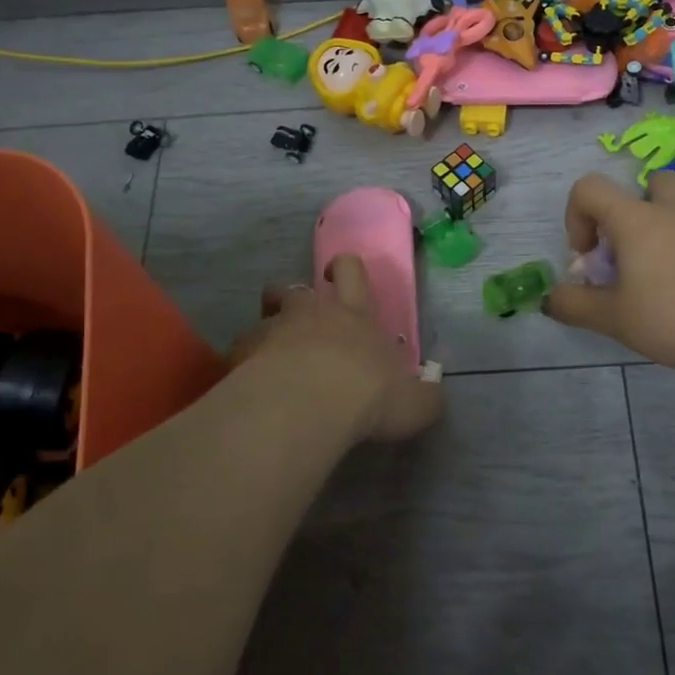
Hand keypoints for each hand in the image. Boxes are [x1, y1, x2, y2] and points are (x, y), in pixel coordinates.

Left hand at [231, 254, 442, 443]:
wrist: (308, 406)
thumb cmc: (368, 397)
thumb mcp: (414, 404)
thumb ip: (425, 396)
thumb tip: (433, 393)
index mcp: (356, 315)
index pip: (351, 271)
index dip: (345, 269)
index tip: (339, 276)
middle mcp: (314, 313)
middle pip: (297, 287)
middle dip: (297, 294)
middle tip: (301, 315)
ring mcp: (275, 330)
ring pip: (265, 312)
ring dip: (269, 324)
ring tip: (272, 349)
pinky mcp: (245, 354)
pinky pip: (241, 348)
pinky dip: (245, 359)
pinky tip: (249, 381)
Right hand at [544, 171, 674, 374]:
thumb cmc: (672, 316)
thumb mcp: (613, 318)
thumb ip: (574, 305)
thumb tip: (550, 298)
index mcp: (635, 219)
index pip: (589, 188)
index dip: (576, 216)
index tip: (588, 256)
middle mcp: (671, 211)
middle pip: (649, 183)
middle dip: (631, 210)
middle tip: (628, 252)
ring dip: (661, 230)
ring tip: (657, 278)